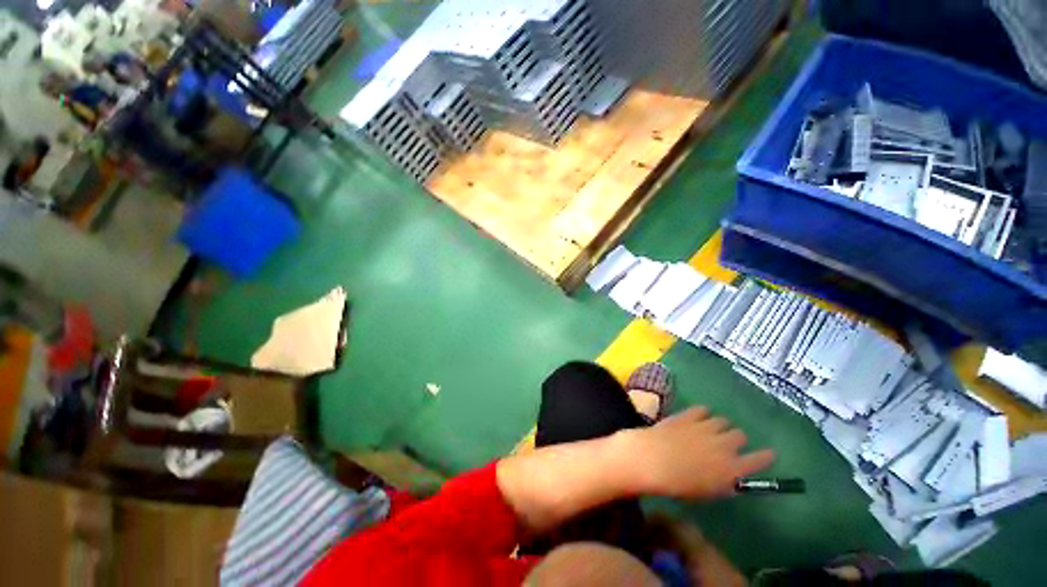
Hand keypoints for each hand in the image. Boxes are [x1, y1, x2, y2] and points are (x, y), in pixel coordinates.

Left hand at [623, 406, 774, 498]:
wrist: (653, 459)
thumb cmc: (679, 484)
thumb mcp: (707, 492)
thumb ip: (724, 483)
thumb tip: (731, 478)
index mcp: (732, 468)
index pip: (760, 460)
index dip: (766, 457)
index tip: (769, 453)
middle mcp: (724, 444)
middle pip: (741, 435)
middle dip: (736, 439)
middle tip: (725, 444)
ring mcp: (706, 427)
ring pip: (723, 420)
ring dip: (719, 426)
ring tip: (709, 430)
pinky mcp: (689, 415)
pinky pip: (703, 409)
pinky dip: (702, 414)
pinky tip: (696, 418)